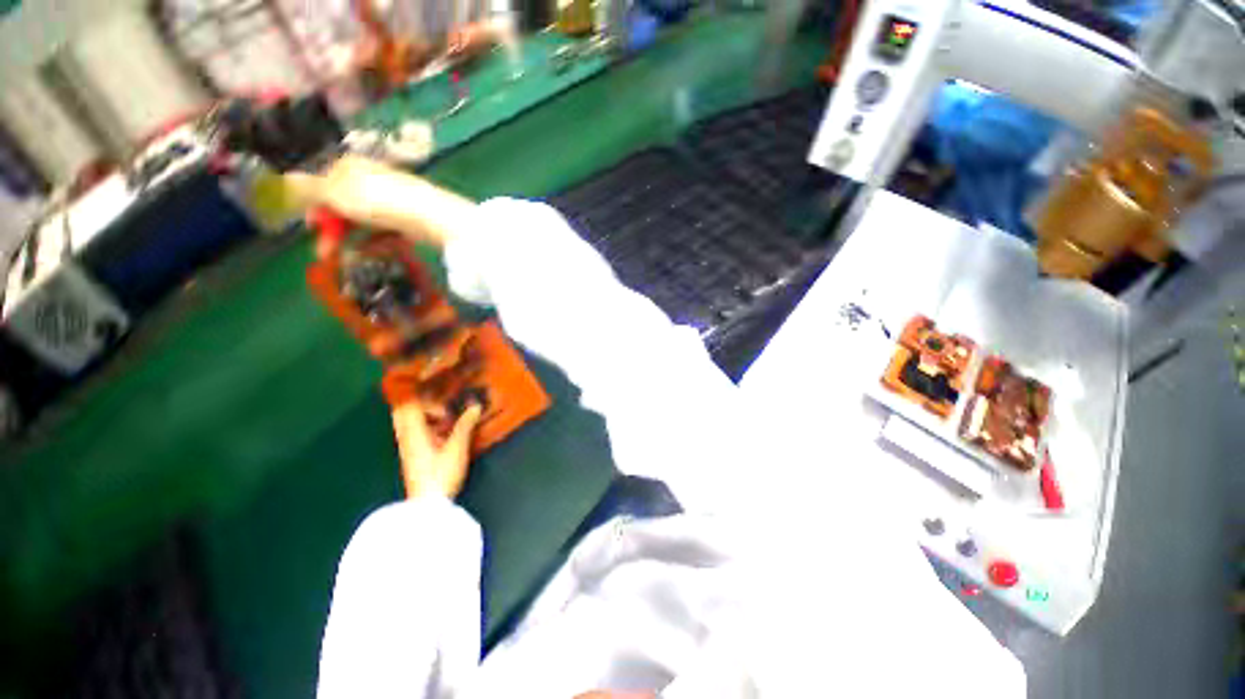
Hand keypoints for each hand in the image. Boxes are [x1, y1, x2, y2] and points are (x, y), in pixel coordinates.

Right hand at [284, 156, 475, 247]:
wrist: (432, 217)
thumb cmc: (379, 200)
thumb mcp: (336, 192)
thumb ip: (307, 189)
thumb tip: (280, 180)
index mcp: (351, 167)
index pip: (324, 185)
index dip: (314, 207)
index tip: (311, 228)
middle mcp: (371, 181)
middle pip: (344, 206)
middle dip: (332, 229)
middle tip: (325, 253)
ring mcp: (393, 201)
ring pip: (365, 222)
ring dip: (351, 240)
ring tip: (345, 259)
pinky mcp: (410, 220)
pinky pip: (387, 232)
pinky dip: (376, 243)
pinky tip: (368, 255)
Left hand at [391, 400, 483, 498]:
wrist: (428, 504)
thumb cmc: (441, 474)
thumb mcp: (457, 448)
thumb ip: (465, 425)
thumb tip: (475, 406)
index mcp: (413, 431)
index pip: (407, 404)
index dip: (419, 392)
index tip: (437, 388)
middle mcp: (406, 436)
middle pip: (403, 410)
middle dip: (419, 400)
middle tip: (439, 398)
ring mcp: (408, 445)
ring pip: (408, 420)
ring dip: (424, 412)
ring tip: (446, 412)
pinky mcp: (413, 454)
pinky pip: (414, 430)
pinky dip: (426, 424)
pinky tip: (444, 428)